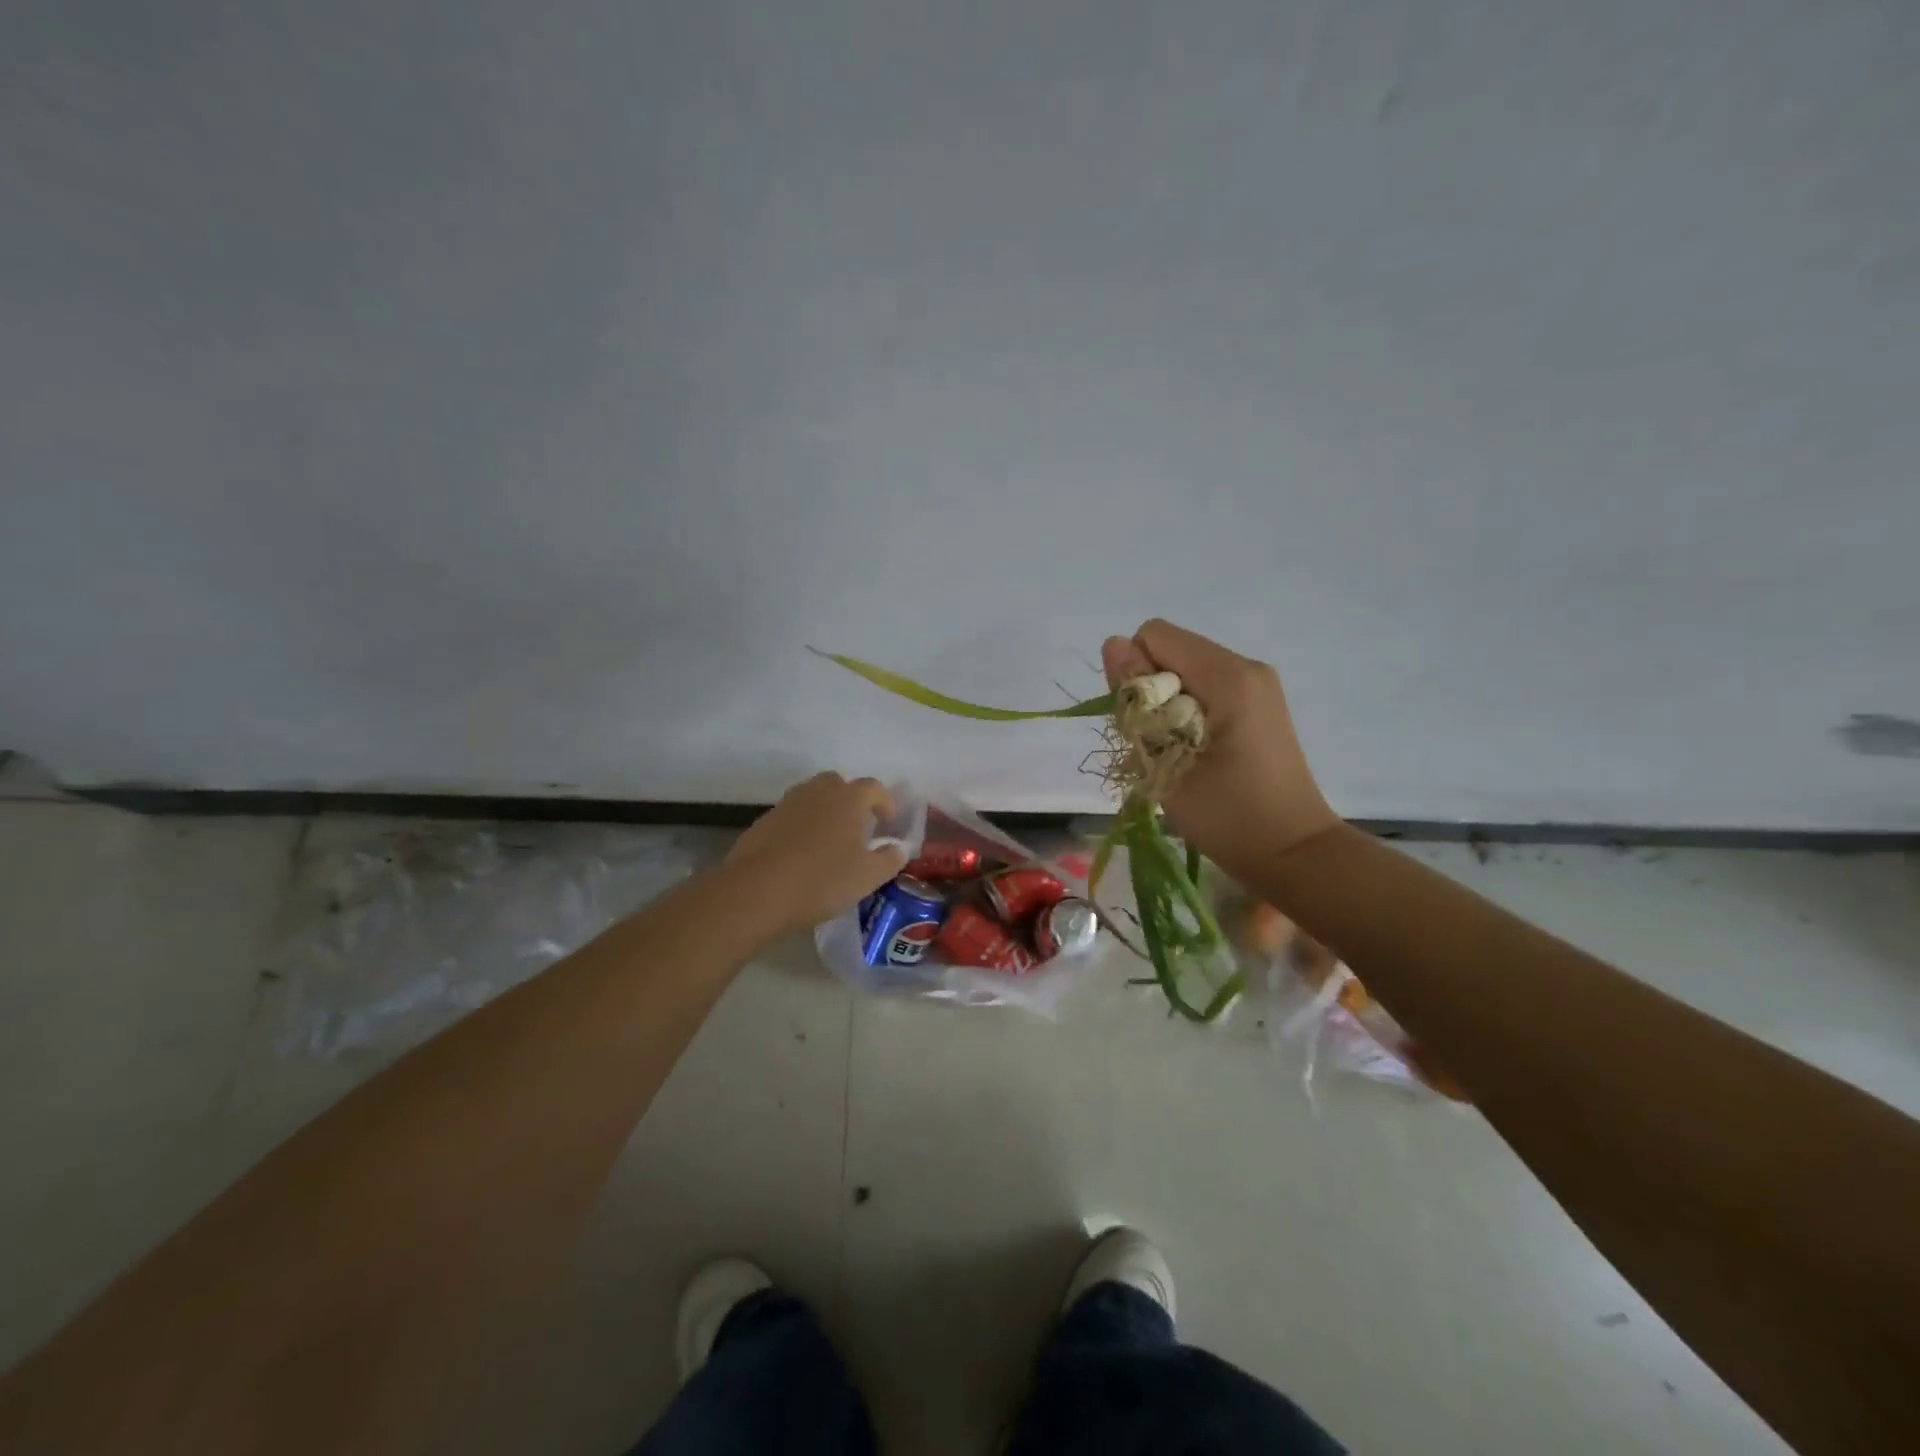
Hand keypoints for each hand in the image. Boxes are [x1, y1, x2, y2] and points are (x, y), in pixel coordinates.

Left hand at [724, 773, 906, 932]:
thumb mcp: (868, 876)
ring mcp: (786, 804)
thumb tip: (898, 848)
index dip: (885, 802)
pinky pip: (790, 817)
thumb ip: (890, 859)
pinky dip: (801, 827)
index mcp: (848, 798)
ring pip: (812, 798)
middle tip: (858, 827)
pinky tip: (801, 855)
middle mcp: (817, 791)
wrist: (757, 891)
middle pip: (839, 784)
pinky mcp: (763, 822)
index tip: (888, 823)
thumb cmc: (822, 879)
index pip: (874, 787)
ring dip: (824, 812)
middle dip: (851, 801)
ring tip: (830, 841)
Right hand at [1101, 619, 1339, 875]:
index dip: (1136, 676)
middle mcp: (1246, 667)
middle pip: (1170, 651)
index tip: (1147, 724)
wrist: (1293, 854)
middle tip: (1160, 745)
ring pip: (1184, 671)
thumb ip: (1136, 702)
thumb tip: (1112, 645)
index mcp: (1228, 676)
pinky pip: (1204, 687)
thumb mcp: (1166, 763)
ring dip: (1166, 706)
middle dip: (1150, 691)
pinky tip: (1195, 752)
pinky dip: (1186, 713)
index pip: (1154, 637)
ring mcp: (1256, 684)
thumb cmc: (1228, 816)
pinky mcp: (1258, 703)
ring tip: (1177, 753)